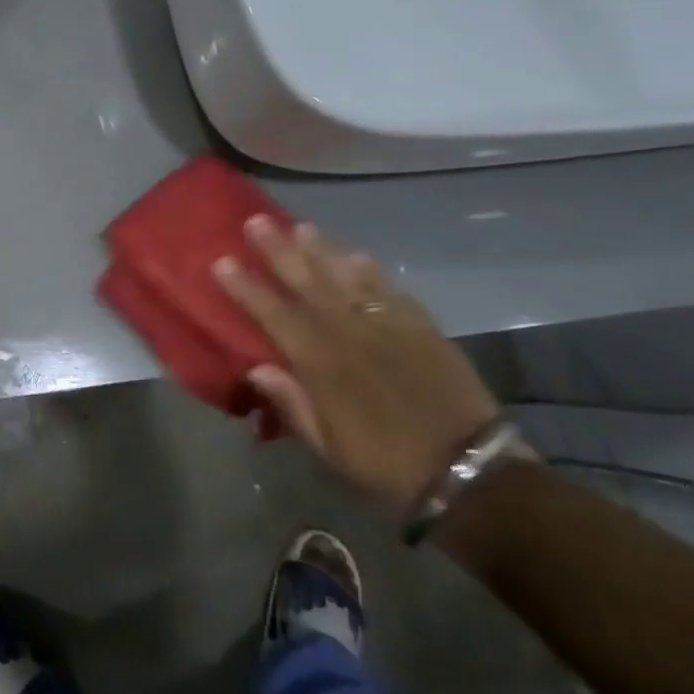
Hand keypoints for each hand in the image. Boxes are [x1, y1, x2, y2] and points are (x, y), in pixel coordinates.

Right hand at [213, 218, 498, 511]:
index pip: (273, 314)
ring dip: (321, 249)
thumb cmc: (386, 464)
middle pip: (307, 282)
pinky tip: (357, 255)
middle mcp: (349, 333)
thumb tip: (257, 368)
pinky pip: (389, 288)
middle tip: (256, 221)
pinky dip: (371, 270)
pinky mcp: (421, 327)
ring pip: (346, 276)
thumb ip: (291, 403)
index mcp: (320, 363)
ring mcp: (387, 325)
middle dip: (279, 250)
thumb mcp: (328, 447)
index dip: (246, 287)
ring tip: (301, 226)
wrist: (469, 471)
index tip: (223, 261)